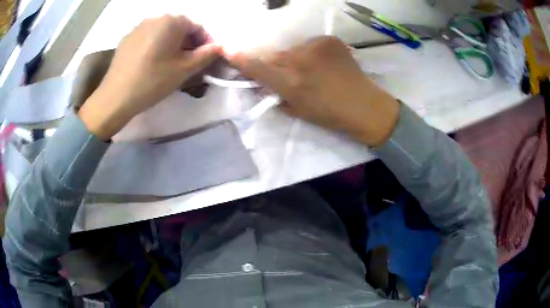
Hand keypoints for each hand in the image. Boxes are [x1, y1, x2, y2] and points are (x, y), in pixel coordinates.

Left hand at [79, 15, 220, 139]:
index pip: (198, 27)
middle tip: (189, 63)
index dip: (206, 43)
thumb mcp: (185, 69)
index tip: (207, 60)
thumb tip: (221, 46)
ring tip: (171, 64)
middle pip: (180, 28)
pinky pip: (148, 38)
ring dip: (172, 45)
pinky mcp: (127, 38)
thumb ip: (207, 55)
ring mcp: (138, 27)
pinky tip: (152, 64)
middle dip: (189, 44)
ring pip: (163, 33)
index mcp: (172, 20)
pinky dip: (156, 46)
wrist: (115, 97)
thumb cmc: (153, 81)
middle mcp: (155, 17)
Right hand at [227, 36, 399, 146]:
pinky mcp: (329, 40)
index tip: (226, 49)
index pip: (257, 67)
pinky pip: (311, 45)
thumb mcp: (298, 111)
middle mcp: (300, 61)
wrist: (365, 106)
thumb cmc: (330, 115)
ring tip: (314, 70)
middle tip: (290, 74)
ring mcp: (316, 47)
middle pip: (275, 56)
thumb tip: (265, 84)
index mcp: (291, 83)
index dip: (240, 59)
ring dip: (296, 58)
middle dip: (277, 64)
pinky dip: (313, 53)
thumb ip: (277, 95)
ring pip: (293, 50)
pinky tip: (326, 64)